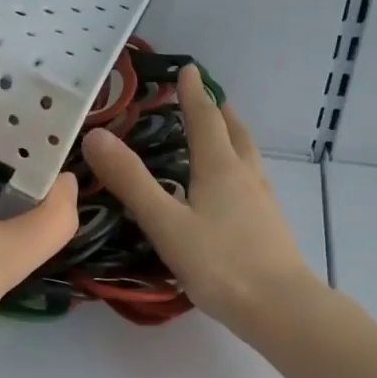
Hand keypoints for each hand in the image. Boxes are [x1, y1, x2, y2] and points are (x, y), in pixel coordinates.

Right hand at [80, 65, 321, 339]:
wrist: (280, 308)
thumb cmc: (220, 264)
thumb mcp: (165, 223)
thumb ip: (131, 181)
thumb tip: (96, 136)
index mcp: (221, 168)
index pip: (205, 119)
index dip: (193, 94)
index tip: (188, 69)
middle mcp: (246, 176)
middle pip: (235, 133)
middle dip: (219, 112)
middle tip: (207, 98)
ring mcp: (263, 202)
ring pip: (248, 158)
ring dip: (233, 138)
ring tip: (221, 136)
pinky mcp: (270, 226)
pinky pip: (253, 182)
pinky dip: (239, 169)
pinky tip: (232, 191)